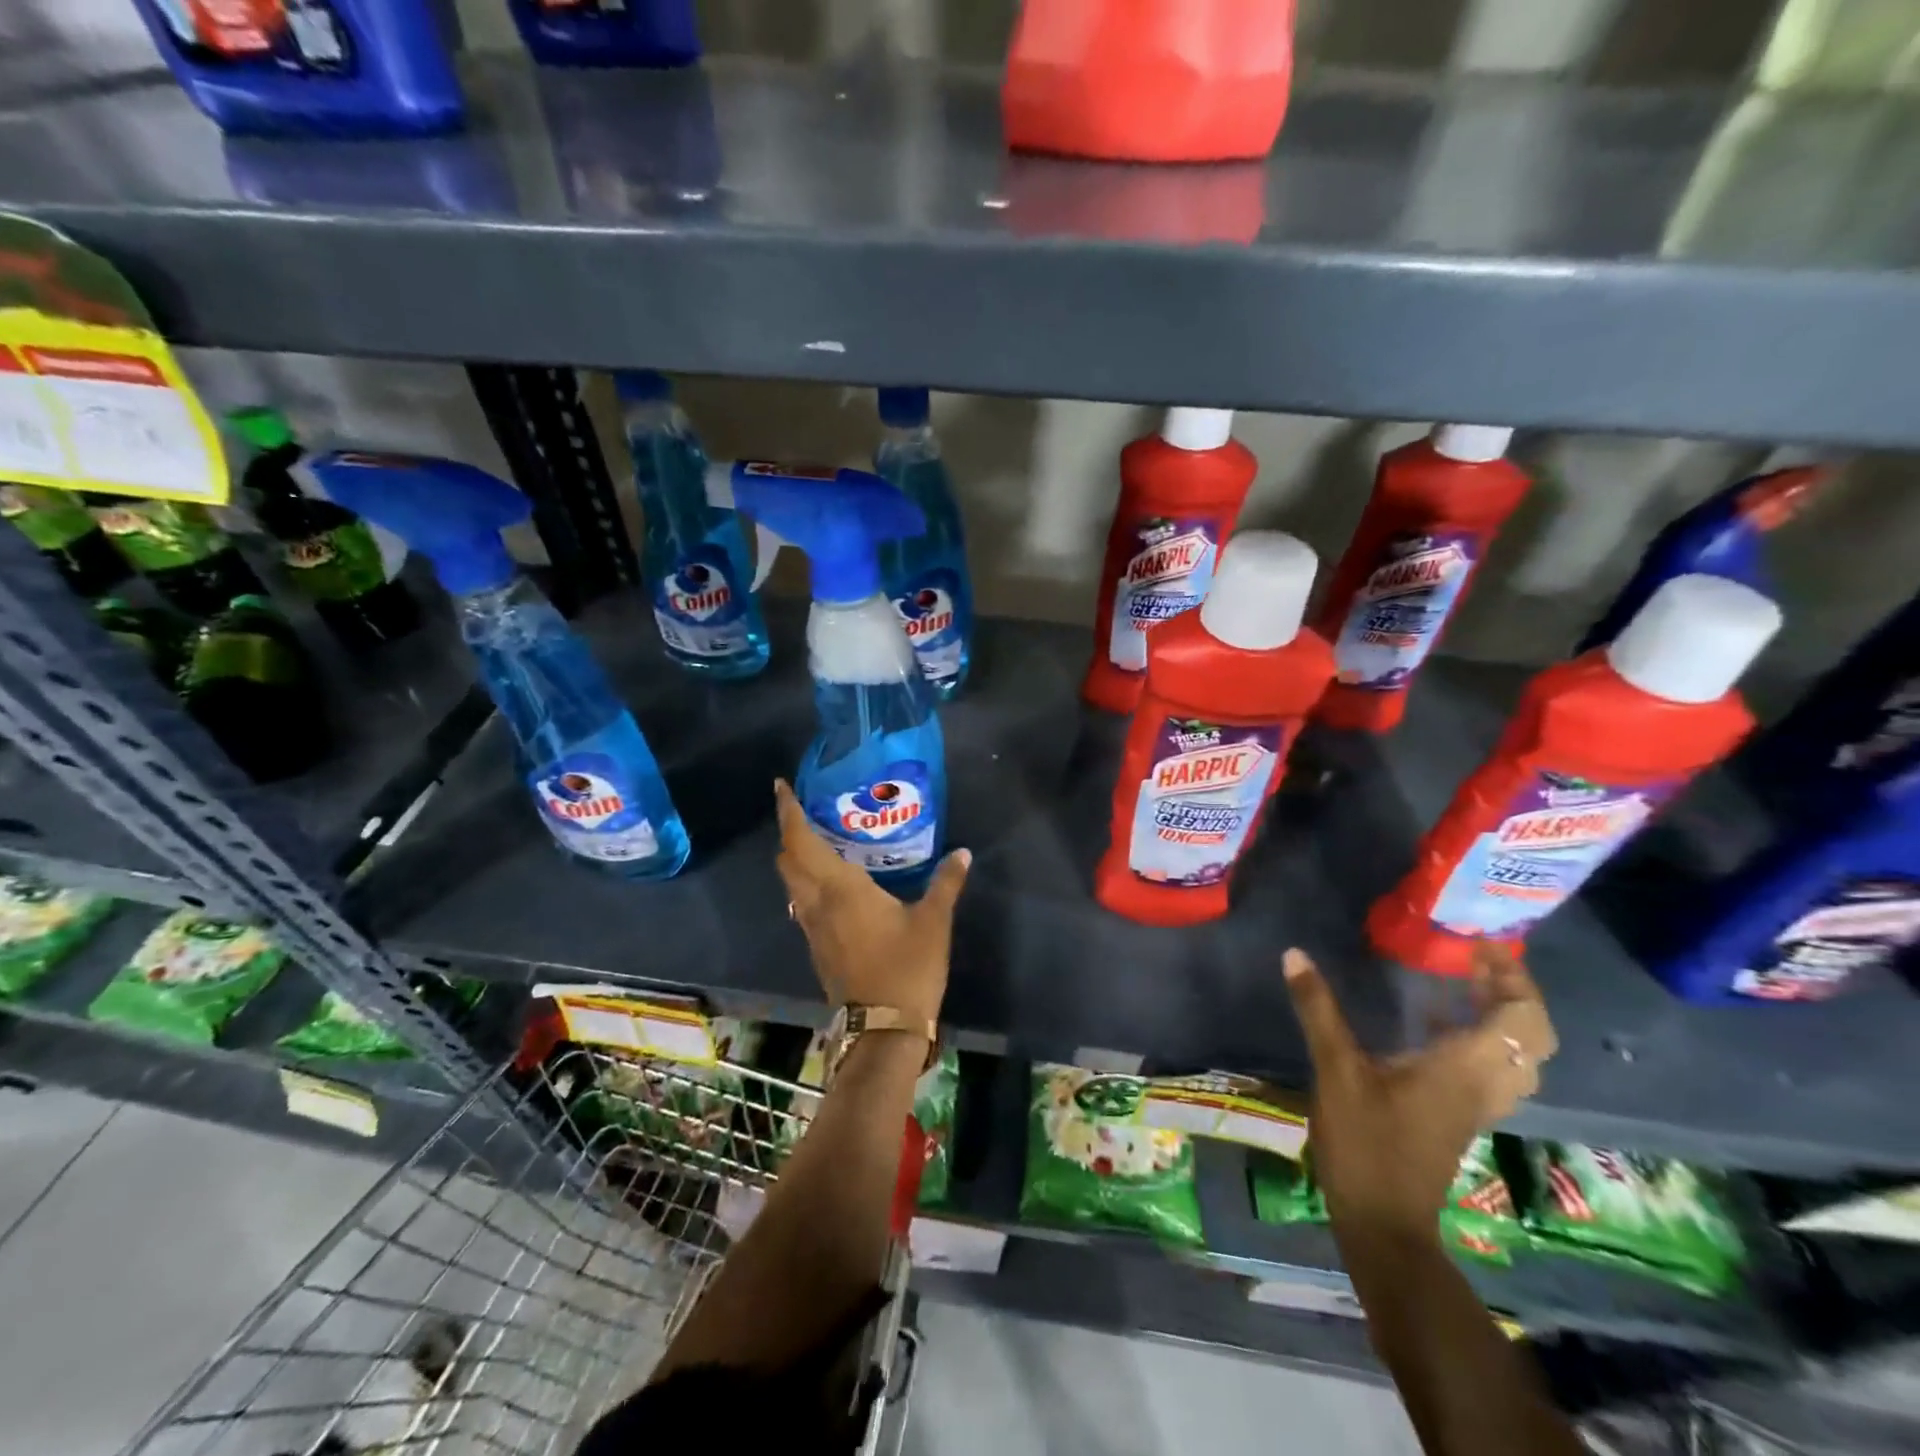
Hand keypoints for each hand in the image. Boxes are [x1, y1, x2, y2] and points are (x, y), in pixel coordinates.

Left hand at [773, 779, 970, 1025]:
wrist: (884, 1029)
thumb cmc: (907, 967)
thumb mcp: (933, 921)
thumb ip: (946, 882)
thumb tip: (962, 853)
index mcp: (839, 888)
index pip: (800, 842)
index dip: (788, 813)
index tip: (781, 787)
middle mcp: (816, 904)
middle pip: (788, 861)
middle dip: (790, 832)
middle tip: (807, 810)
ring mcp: (813, 929)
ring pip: (792, 884)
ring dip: (796, 859)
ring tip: (819, 840)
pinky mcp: (818, 948)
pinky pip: (802, 903)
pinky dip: (807, 882)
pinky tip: (832, 883)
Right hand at [1283, 941, 1556, 1245]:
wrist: (1385, 1223)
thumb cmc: (1366, 1144)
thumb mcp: (1336, 1071)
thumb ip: (1319, 1010)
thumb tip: (1294, 955)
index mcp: (1466, 1068)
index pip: (1521, 1019)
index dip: (1511, 977)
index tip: (1477, 945)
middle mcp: (1484, 1084)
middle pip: (1531, 1036)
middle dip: (1511, 991)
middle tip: (1472, 959)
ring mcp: (1476, 1103)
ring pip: (1517, 1054)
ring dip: (1500, 1014)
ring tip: (1461, 980)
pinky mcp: (1460, 1115)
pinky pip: (1492, 1066)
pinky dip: (1480, 1036)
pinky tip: (1434, 1021)